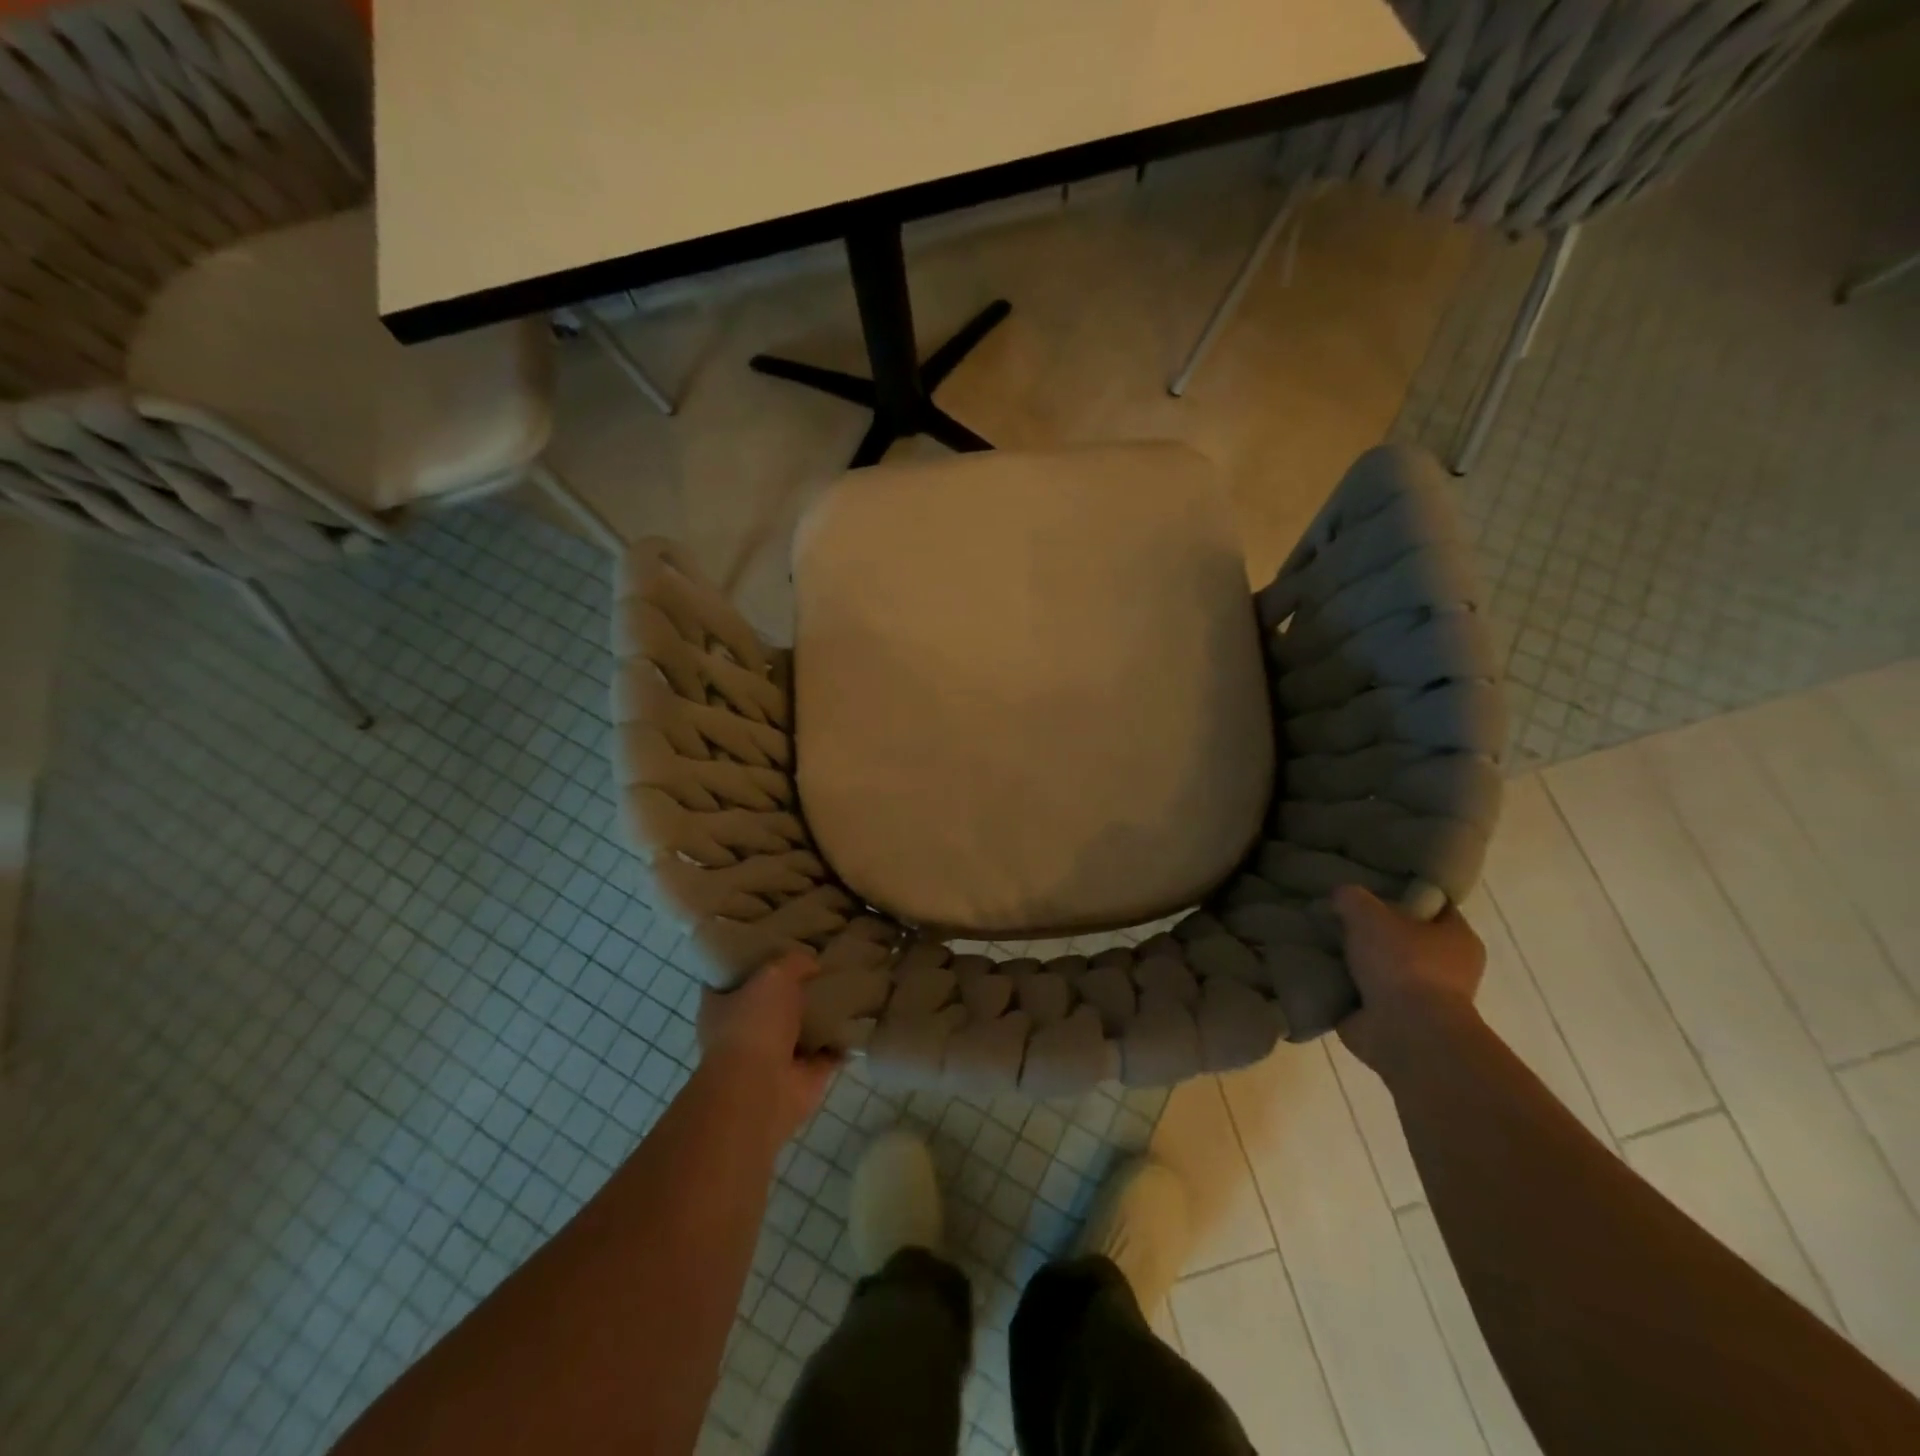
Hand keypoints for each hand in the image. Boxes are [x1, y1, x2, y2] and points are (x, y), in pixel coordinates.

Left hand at [698, 950, 840, 1144]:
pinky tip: (862, 1018)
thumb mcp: (774, 975)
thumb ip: (794, 962)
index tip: (778, 943)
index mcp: (720, 1006)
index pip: (732, 976)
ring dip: (820, 1016)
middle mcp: (742, 1032)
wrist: (762, 1090)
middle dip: (793, 988)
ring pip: (800, 1029)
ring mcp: (772, 1057)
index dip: (752, 959)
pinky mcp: (802, 1077)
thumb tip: (811, 964)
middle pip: (770, 1002)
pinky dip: (842, 1041)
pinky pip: (827, 1052)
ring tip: (849, 986)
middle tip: (822, 962)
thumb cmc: (754, 1024)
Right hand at [1332, 884, 1485, 1073]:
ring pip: (1383, 967)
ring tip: (1322, 943)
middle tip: (1337, 916)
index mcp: (1457, 937)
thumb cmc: (1402, 964)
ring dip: (1356, 961)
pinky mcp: (1397, 1021)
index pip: (1432, 905)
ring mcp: (1422, 998)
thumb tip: (1341, 896)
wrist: (1405, 1033)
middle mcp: (1448, 968)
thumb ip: (1352, 898)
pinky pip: (1365, 995)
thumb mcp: (1369, 914)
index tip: (1369, 887)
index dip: (1402, 893)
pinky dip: (1345, 987)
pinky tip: (1319, 971)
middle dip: (1372, 930)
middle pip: (1404, 937)